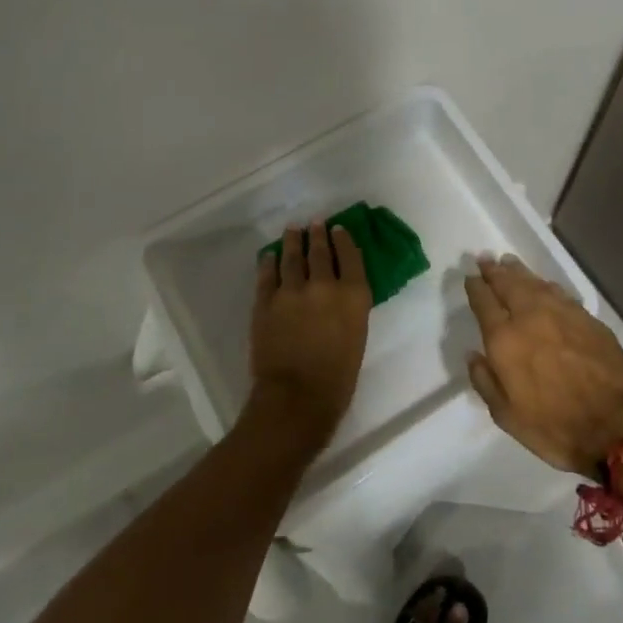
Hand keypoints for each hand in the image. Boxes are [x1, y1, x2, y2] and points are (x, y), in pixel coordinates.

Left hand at [247, 221, 372, 449]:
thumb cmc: (338, 378)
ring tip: (292, 231)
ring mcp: (291, 291)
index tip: (338, 229)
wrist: (297, 399)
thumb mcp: (357, 336)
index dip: (344, 240)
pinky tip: (269, 256)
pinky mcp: (265, 302)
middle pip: (320, 251)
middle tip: (315, 223)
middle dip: (318, 235)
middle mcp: (324, 285)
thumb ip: (349, 307)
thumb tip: (340, 292)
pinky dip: (268, 262)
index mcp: (353, 295)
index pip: (350, 256)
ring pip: (291, 257)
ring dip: (292, 241)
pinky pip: (267, 275)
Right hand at [464, 255, 622, 474]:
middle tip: (486, 259)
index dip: (475, 287)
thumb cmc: (554, 427)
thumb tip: (474, 355)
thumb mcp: (507, 416)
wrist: (615, 427)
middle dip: (495, 271)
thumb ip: (485, 381)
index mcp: (505, 339)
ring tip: (509, 262)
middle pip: (508, 284)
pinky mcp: (587, 318)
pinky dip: (545, 285)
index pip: (484, 302)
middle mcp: (530, 316)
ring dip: (519, 272)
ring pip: (534, 283)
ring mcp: (562, 313)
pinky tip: (543, 285)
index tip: (470, 277)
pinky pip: (559, 293)